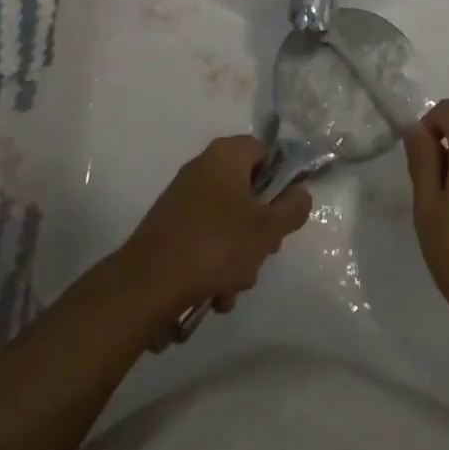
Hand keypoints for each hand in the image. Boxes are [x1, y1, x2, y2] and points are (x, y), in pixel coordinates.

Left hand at [118, 135, 311, 317]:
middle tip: (263, 253)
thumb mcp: (267, 229)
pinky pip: (205, 241)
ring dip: (238, 257)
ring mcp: (183, 199)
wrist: (148, 284)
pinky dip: (214, 266)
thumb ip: (293, 209)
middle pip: (247, 192)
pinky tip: (215, 296)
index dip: (279, 181)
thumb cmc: (216, 244)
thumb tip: (300, 194)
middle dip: (259, 229)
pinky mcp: (169, 229)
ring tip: (233, 287)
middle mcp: (202, 168)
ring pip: (227, 223)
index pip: (264, 153)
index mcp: (226, 155)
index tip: (283, 213)